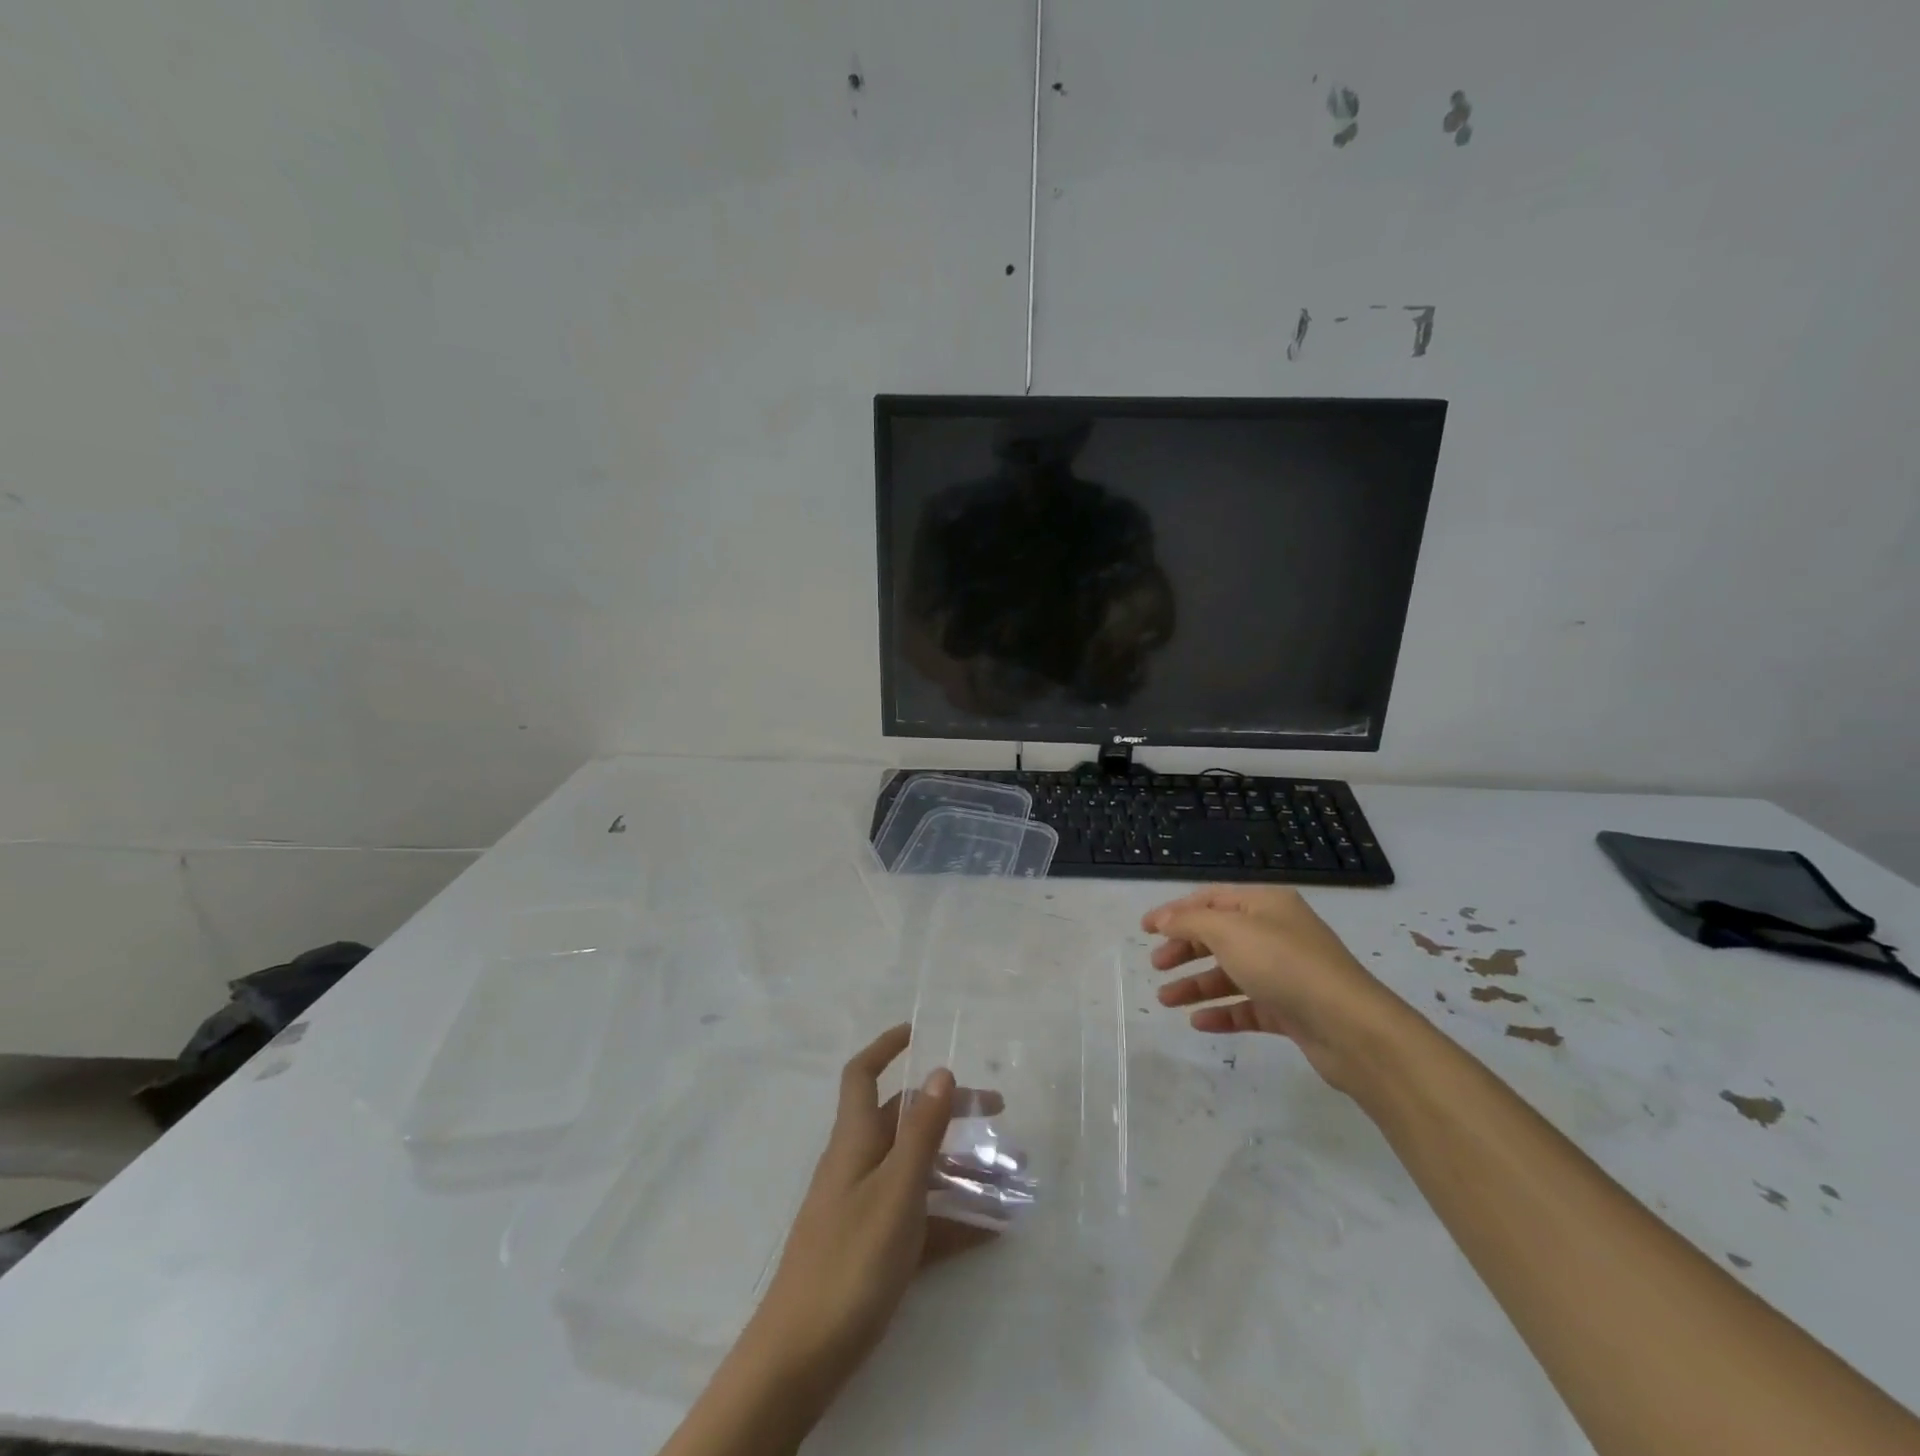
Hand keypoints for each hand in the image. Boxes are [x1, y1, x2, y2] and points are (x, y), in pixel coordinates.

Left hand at [736, 1024, 993, 1409]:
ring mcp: (863, 1207)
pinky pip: (917, 1217)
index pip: (862, 1075)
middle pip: (903, 1120)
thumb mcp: (896, 1192)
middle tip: (997, 1112)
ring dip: (959, 1167)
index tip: (915, 1032)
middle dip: (948, 1110)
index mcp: (855, 1140)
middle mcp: (858, 1164)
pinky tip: (990, 1231)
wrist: (799, 1358)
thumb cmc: (850, 1261)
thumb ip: (921, 1133)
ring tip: (1009, 1177)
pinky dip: (951, 1217)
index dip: (884, 1048)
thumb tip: (940, 1070)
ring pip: (916, 1170)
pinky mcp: (871, 1247)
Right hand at [1144, 885, 1408, 1091]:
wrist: (1351, 1028)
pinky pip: (1247, 1006)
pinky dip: (1222, 1011)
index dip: (1175, 912)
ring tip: (1165, 1000)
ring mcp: (1284, 973)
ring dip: (1196, 984)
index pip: (1211, 900)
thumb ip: (1190, 922)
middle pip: (1219, 936)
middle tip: (1156, 965)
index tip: (1144, 929)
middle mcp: (1276, 933)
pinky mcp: (1291, 1009)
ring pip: (1230, 973)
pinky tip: (1199, 1022)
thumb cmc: (1285, 966)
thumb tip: (1164, 919)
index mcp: (1265, 905)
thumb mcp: (1229, 933)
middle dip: (1184, 949)